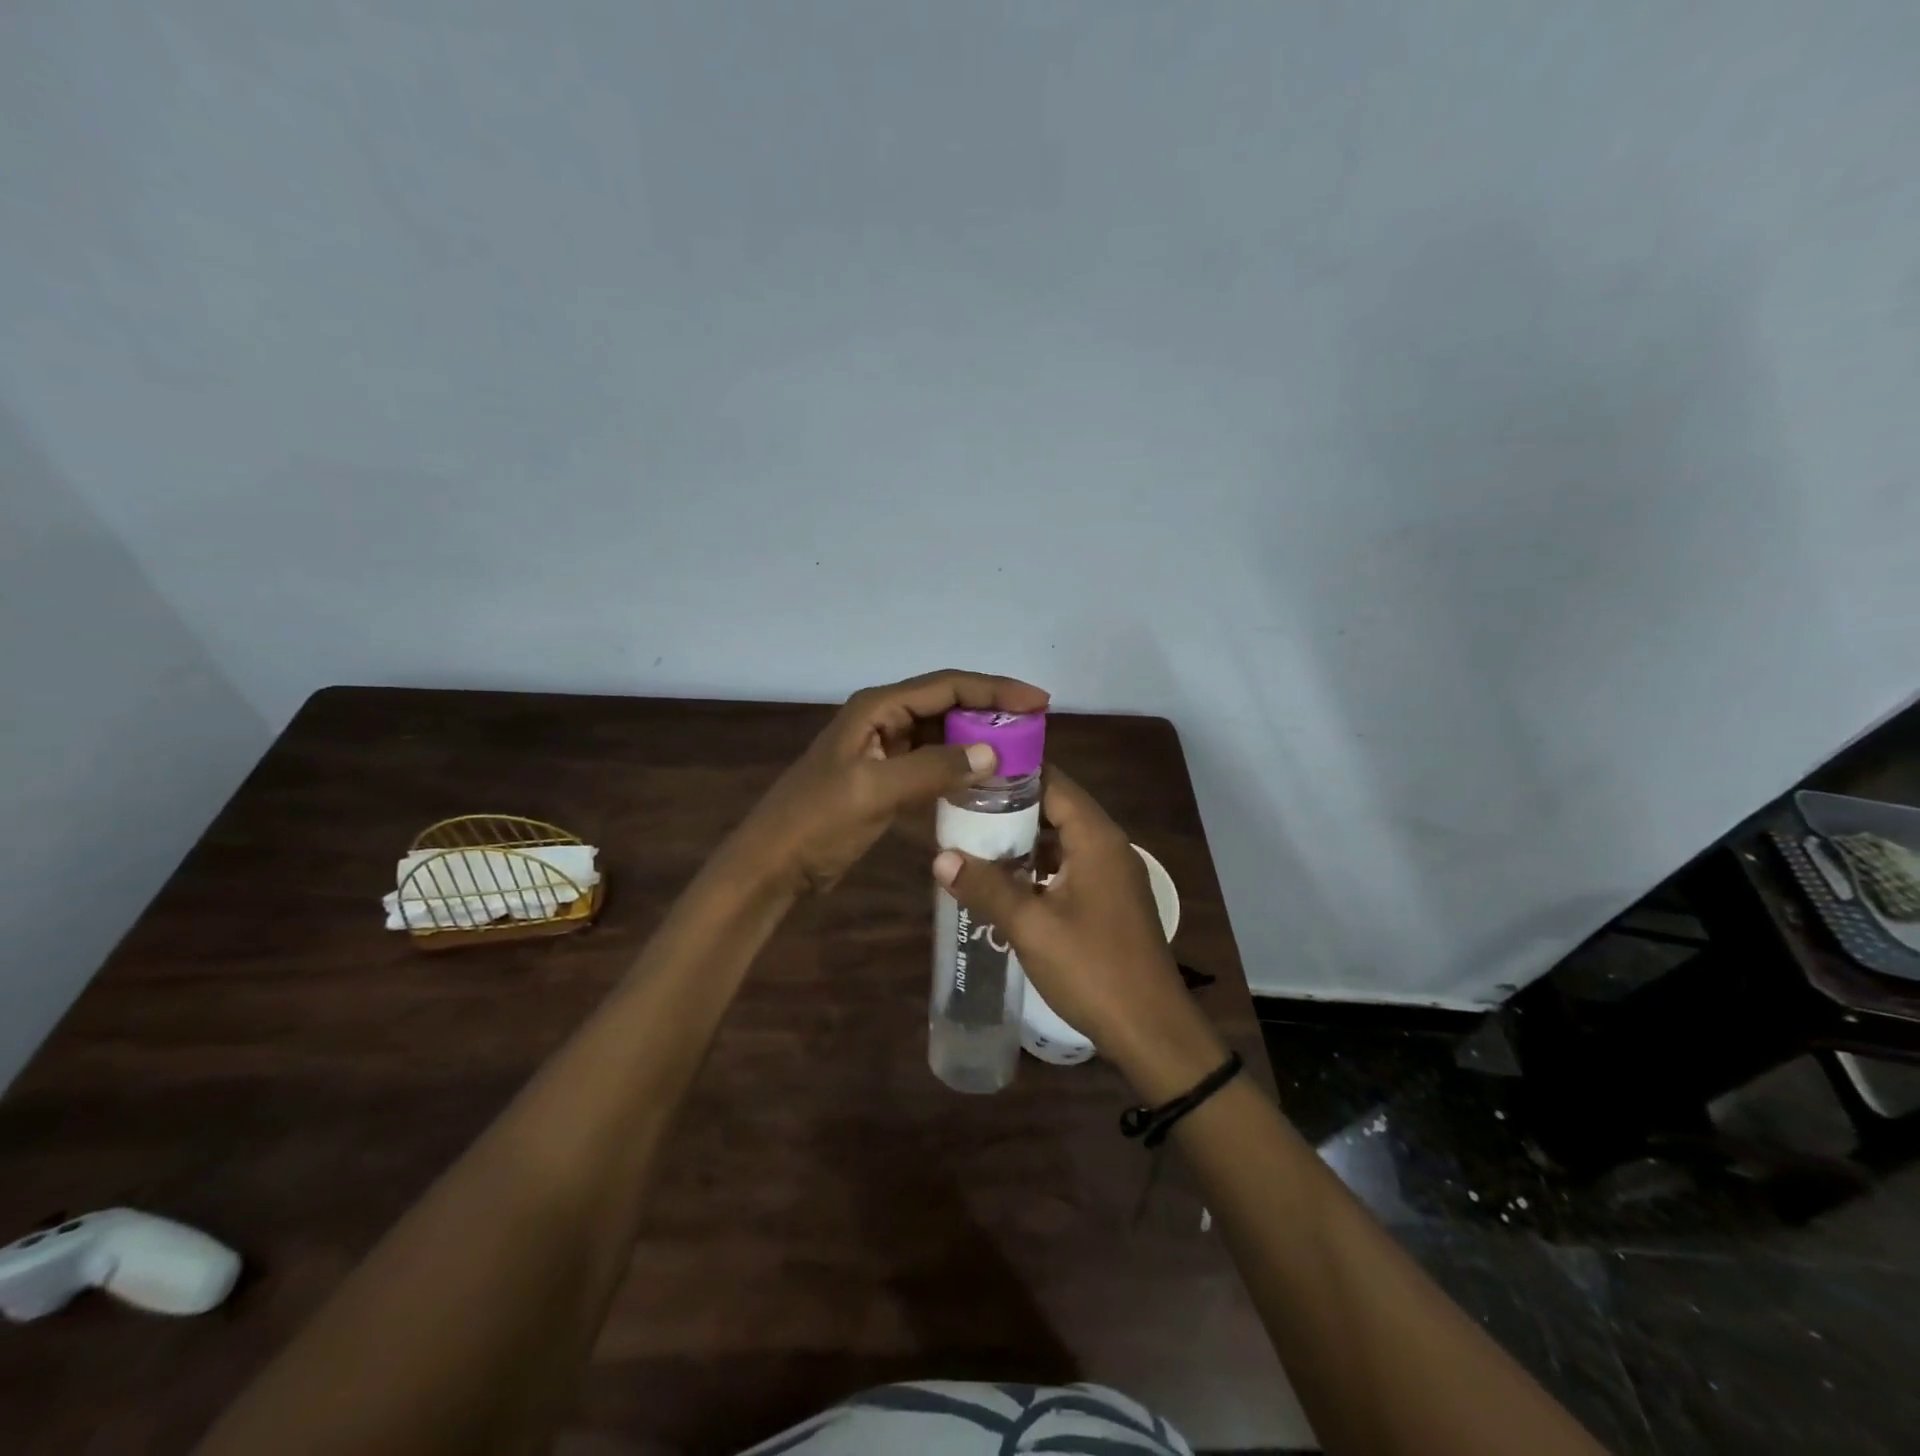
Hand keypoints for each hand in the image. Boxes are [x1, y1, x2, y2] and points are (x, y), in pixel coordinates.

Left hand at [737, 669, 1049, 894]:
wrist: (774, 864)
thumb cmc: (817, 821)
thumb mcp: (874, 791)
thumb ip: (933, 768)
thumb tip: (993, 753)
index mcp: (878, 707)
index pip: (948, 686)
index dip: (996, 690)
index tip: (1039, 701)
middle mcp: (883, 719)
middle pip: (948, 704)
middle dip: (991, 713)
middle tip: (1036, 729)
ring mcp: (884, 749)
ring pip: (942, 734)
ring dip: (977, 741)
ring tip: (1020, 753)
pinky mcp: (885, 778)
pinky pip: (932, 763)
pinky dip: (958, 768)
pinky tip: (985, 782)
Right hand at [931, 769, 1226, 1096]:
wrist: (1150, 1029)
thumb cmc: (1092, 969)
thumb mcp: (1031, 927)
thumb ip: (986, 887)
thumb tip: (939, 858)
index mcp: (1096, 838)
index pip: (1053, 782)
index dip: (1012, 775)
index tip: (970, 774)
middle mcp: (1109, 845)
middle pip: (1056, 808)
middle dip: (1011, 809)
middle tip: (962, 810)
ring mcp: (1113, 874)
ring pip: (1062, 839)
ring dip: (1023, 840)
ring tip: (975, 842)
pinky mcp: (1111, 899)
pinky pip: (1070, 866)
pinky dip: (1039, 866)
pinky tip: (1006, 883)